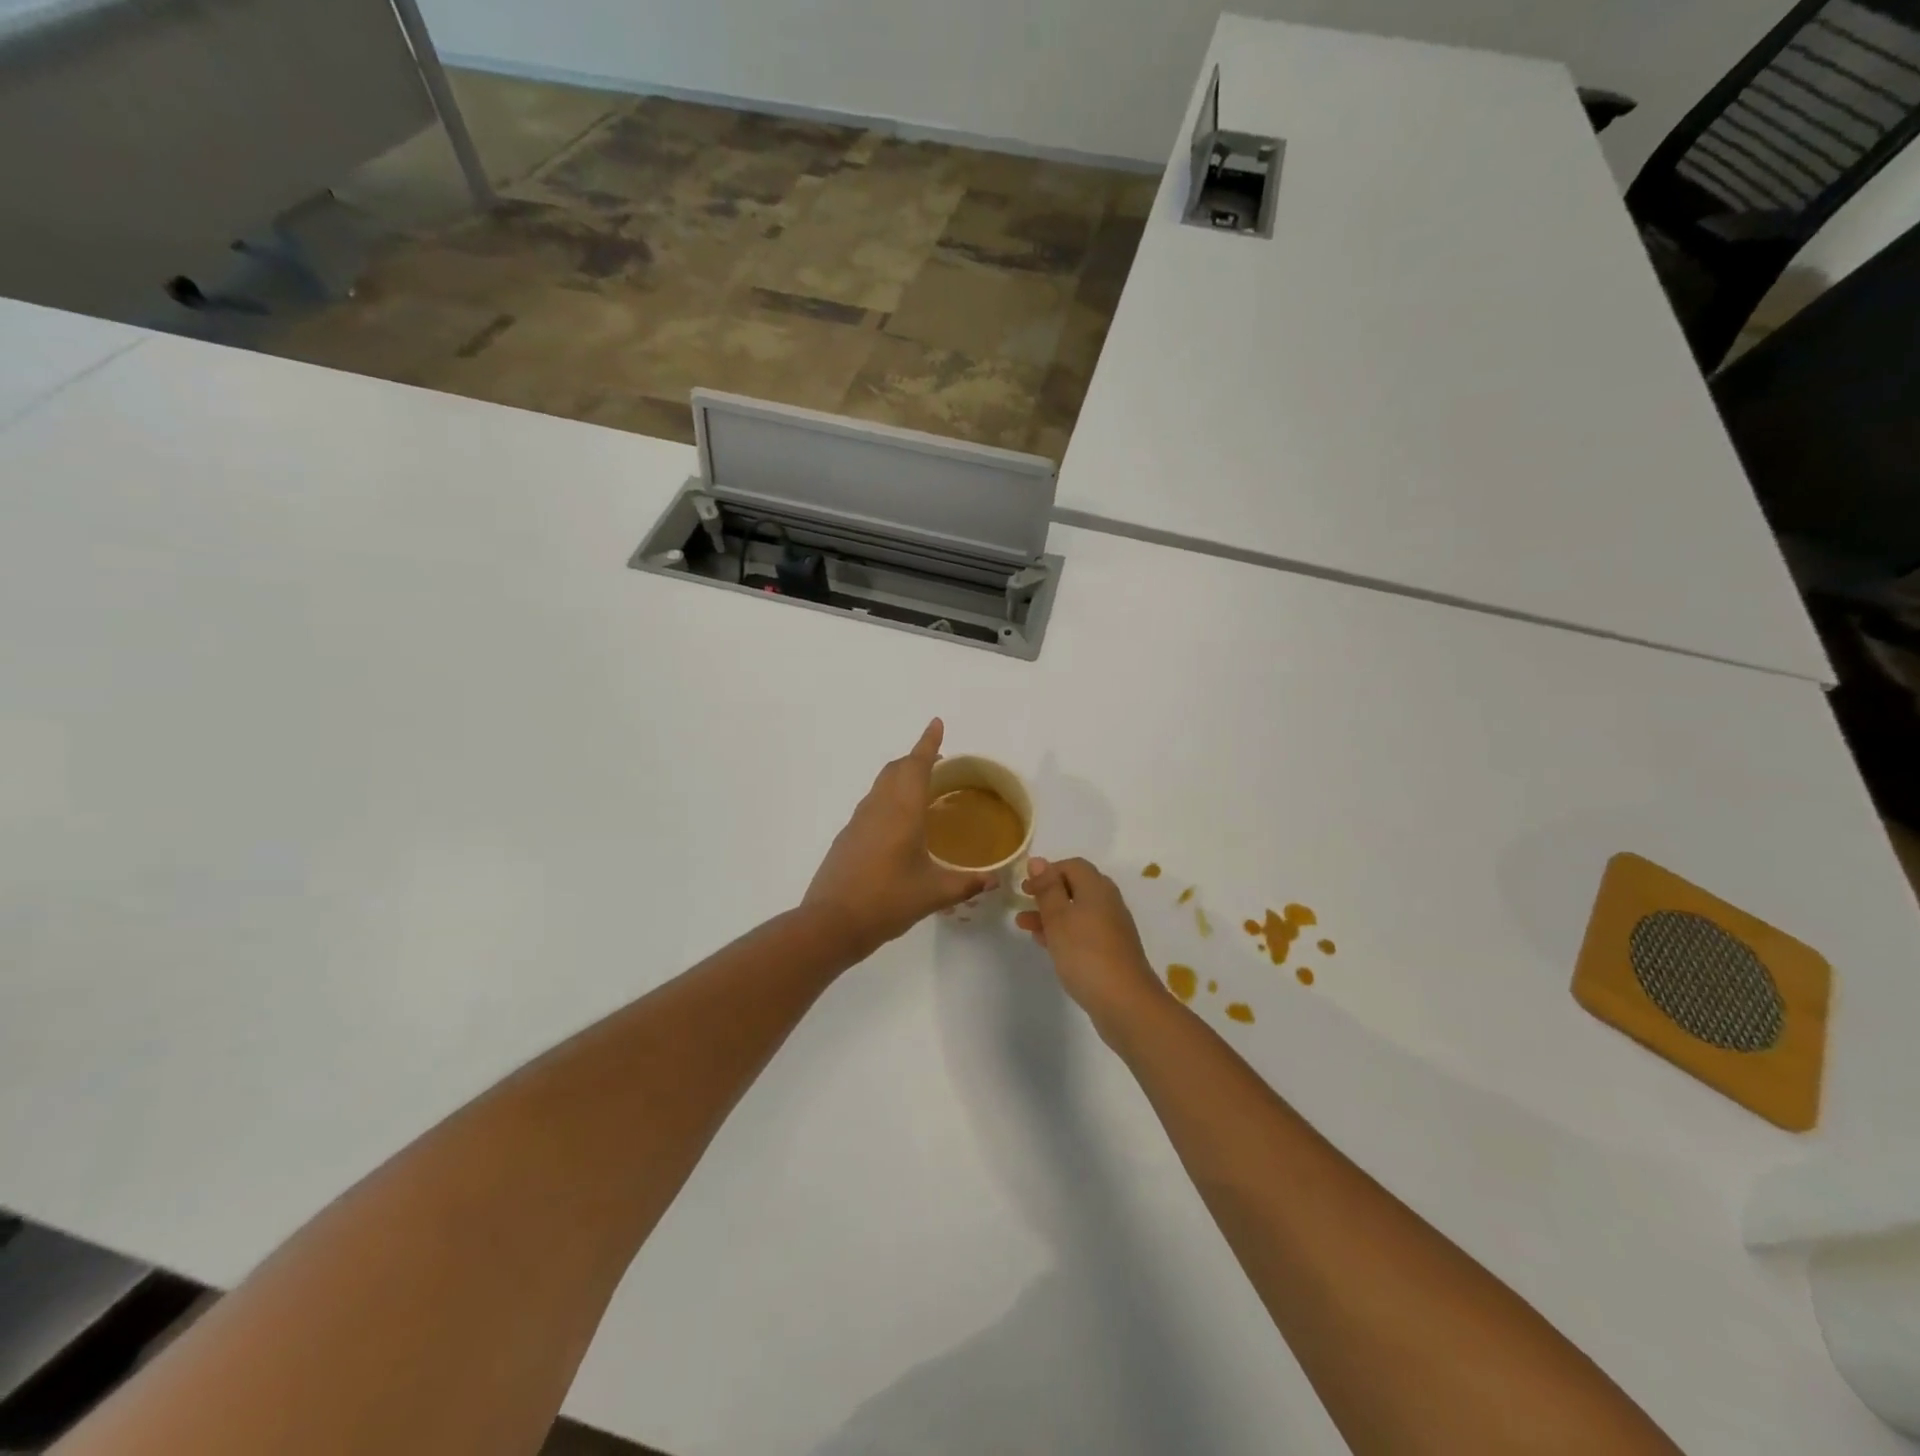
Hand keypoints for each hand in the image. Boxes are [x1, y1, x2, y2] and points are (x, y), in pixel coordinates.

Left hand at [805, 719, 993, 953]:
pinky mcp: (847, 837)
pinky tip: (898, 825)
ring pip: (881, 785)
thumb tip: (993, 880)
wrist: (831, 923)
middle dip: (916, 759)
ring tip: (922, 792)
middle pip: (896, 769)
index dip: (927, 743)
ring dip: (900, 778)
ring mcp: (858, 821)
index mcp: (902, 812)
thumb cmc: (887, 902)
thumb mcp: (934, 894)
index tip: (936, 723)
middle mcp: (878, 807)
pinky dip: (889, 799)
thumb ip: (966, 883)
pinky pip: (872, 805)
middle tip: (939, 763)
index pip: (917, 766)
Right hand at [1016, 857, 1163, 1022]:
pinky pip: (1083, 932)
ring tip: (1024, 926)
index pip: (1072, 865)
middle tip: (1023, 903)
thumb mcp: (1058, 917)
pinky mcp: (1111, 951)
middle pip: (1076, 887)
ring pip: (1077, 911)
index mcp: (1097, 888)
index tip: (1026, 887)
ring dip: (1051, 915)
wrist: (1125, 1002)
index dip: (1047, 871)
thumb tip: (1038, 860)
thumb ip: (1048, 888)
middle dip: (1047, 893)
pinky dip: (1063, 932)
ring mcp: (1112, 928)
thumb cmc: (1085, 953)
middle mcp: (1108, 902)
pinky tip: (1046, 945)